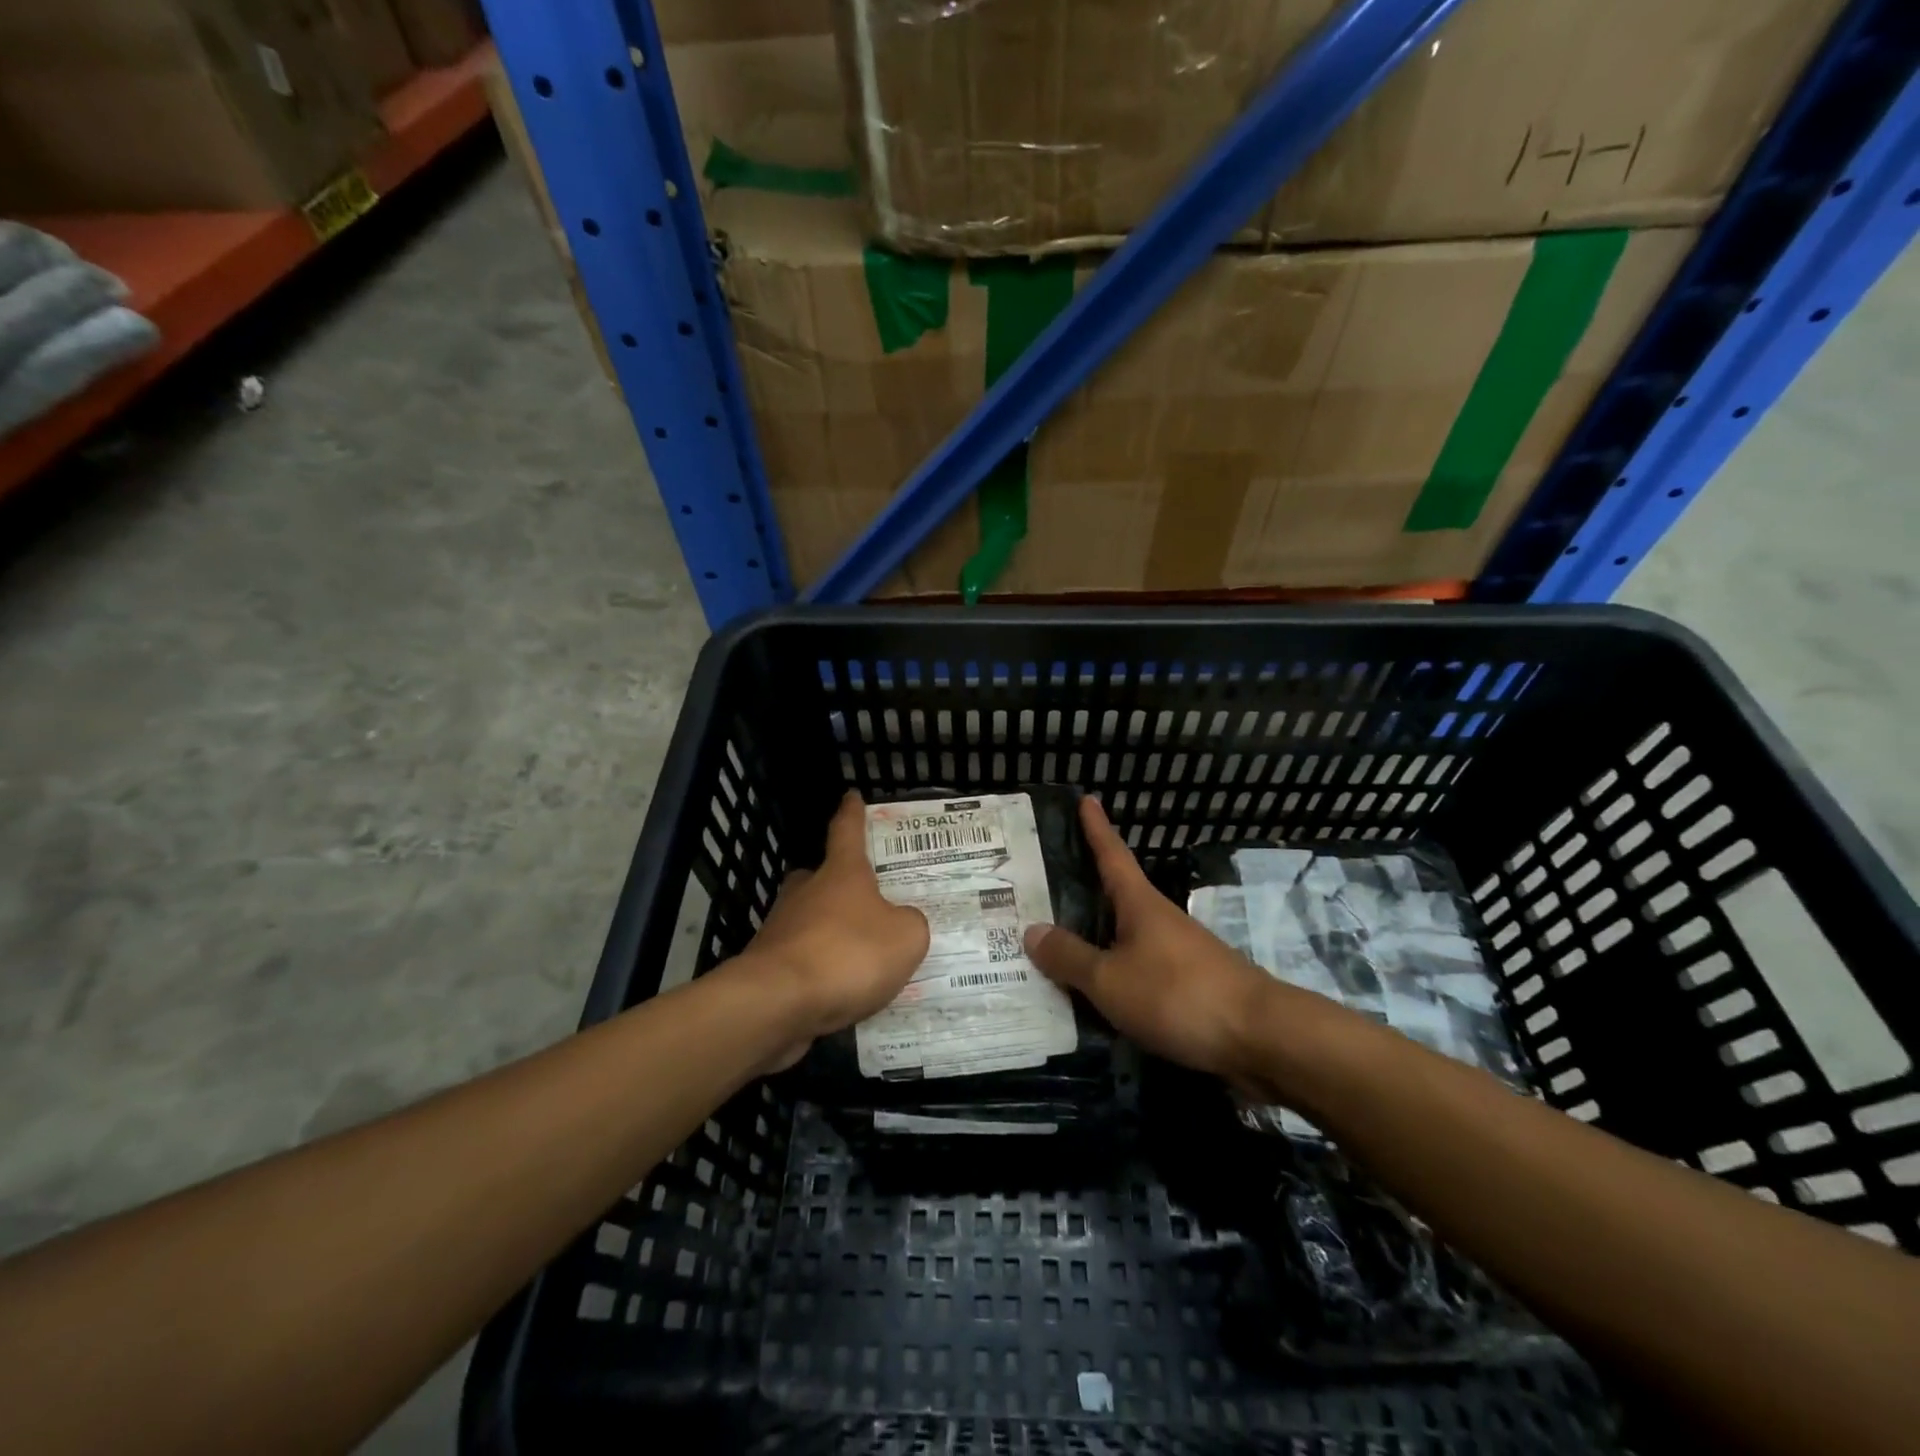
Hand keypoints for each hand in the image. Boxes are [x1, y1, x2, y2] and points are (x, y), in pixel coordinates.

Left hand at [743, 792, 929, 1061]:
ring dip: (830, 932)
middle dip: (837, 883)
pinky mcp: (768, 966)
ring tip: (861, 957)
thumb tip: (902, 922)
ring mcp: (781, 928)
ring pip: (809, 919)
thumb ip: (910, 923)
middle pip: (819, 877)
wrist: (778, 1003)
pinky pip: (802, 959)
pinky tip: (841, 992)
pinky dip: (820, 970)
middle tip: (862, 897)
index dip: (853, 813)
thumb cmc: (848, 954)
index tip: (852, 796)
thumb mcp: (906, 937)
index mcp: (841, 873)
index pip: (847, 831)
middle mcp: (806, 892)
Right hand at [1023, 796, 1284, 1083]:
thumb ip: (1070, 958)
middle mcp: (1160, 921)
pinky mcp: (1190, 987)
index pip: (1112, 855)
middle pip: (1117, 895)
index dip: (1097, 828)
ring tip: (1057, 945)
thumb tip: (1031, 930)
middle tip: (1045, 885)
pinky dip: (1114, 972)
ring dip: (1097, 936)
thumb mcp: (1110, 979)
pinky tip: (1097, 993)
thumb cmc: (1178, 995)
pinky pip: (1139, 969)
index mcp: (1140, 905)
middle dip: (1086, 888)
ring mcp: (1179, 953)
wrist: (1260, 1038)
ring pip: (1126, 936)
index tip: (1087, 799)